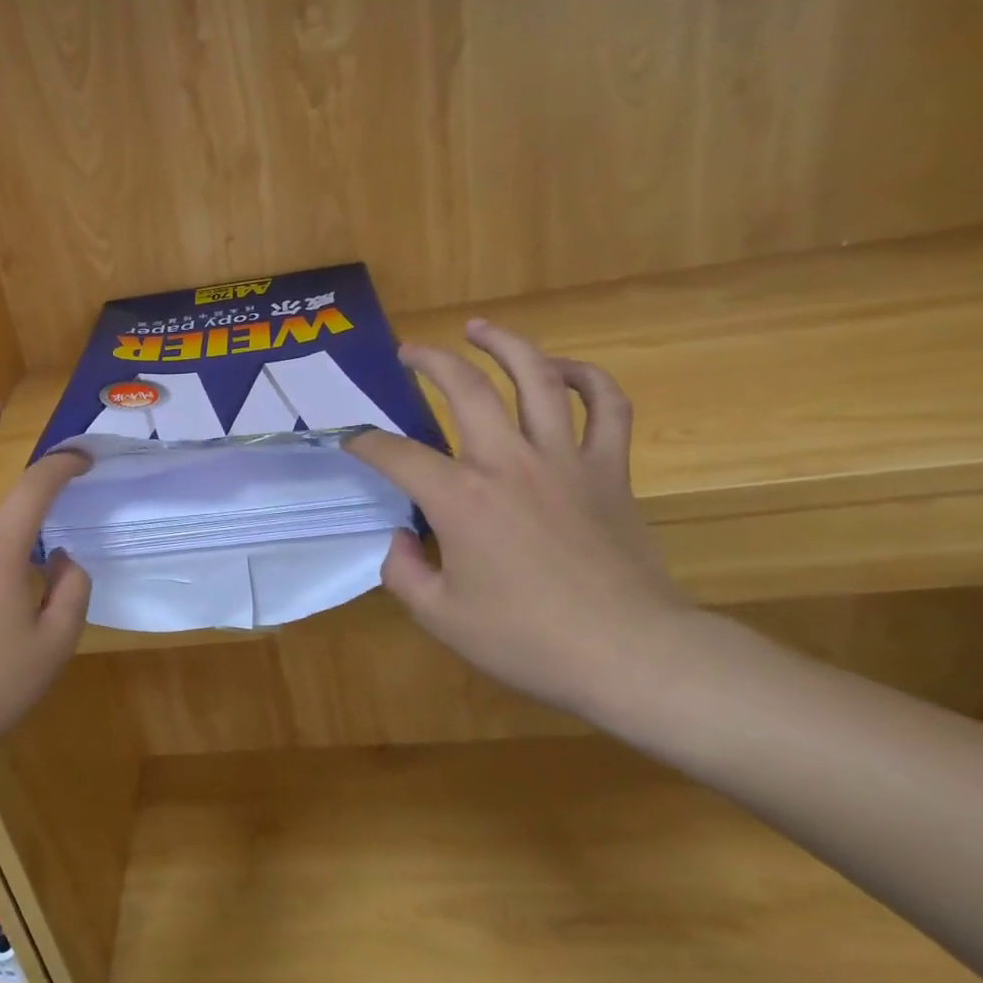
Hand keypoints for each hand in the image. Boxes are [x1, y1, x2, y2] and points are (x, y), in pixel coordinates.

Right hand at [345, 320, 689, 708]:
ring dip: (505, 345)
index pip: (397, 454)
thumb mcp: (441, 617)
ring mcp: (565, 459)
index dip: (366, 443)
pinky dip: (587, 378)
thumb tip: (401, 538)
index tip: (351, 440)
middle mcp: (508, 462)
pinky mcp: (610, 470)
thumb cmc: (528, 640)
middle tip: (409, 352)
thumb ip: (403, 572)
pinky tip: (563, 370)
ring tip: (481, 328)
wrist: (632, 654)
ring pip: (537, 377)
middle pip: (465, 388)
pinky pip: (607, 406)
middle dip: (430, 361)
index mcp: (460, 499)